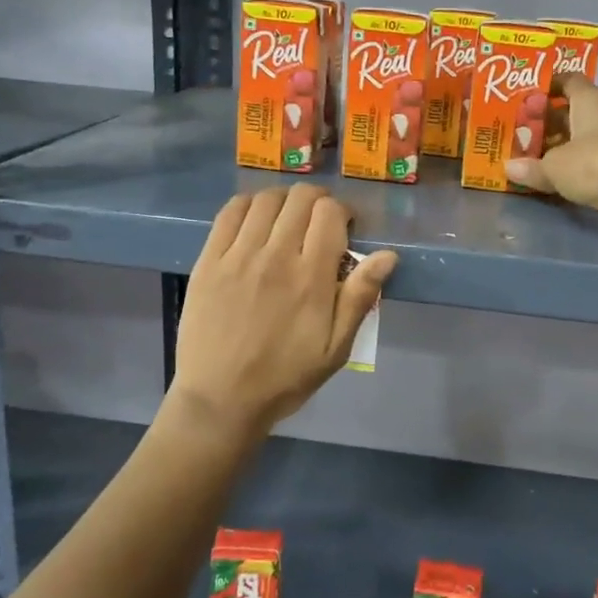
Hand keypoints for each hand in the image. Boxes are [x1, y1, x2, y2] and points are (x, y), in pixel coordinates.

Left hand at [170, 185, 396, 435]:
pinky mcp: (208, 260)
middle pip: (300, 198)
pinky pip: (229, 213)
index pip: (330, 214)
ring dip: (284, 200)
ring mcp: (237, 255)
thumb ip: (360, 297)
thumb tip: (388, 255)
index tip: (344, 228)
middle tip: (319, 222)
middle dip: (317, 201)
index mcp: (310, 277)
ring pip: (265, 199)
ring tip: (288, 219)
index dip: (342, 212)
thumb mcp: (336, 348)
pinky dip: (248, 205)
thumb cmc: (285, 377)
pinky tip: (255, 219)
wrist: (220, 399)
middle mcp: (275, 256)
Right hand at [505, 75, 597, 232]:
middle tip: (520, 131)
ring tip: (531, 155)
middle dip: (547, 121)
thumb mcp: (553, 166)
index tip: (526, 97)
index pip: (569, 80)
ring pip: (581, 137)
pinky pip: (590, 159)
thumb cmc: (594, 164)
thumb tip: (509, 168)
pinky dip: (573, 165)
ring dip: (560, 145)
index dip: (548, 85)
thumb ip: (530, 167)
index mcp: (590, 100)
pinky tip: (554, 176)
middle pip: (573, 111)